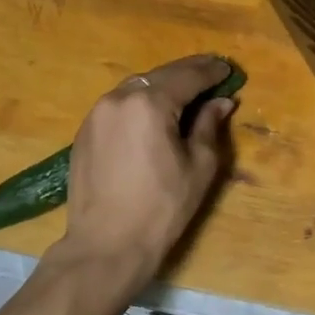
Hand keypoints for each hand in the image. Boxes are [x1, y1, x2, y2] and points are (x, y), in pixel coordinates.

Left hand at [54, 55, 236, 291]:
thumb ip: (208, 126)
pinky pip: (119, 104)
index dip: (211, 72)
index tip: (229, 69)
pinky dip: (140, 101)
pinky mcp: (85, 131)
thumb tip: (220, 102)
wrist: (105, 246)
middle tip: (212, 71)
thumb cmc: (161, 208)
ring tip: (185, 91)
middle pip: (160, 75)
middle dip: (188, 72)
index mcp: (150, 103)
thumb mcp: (198, 166)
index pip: (188, 76)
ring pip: (136, 87)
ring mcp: (97, 113)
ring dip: (163, 85)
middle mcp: (119, 98)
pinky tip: (154, 112)